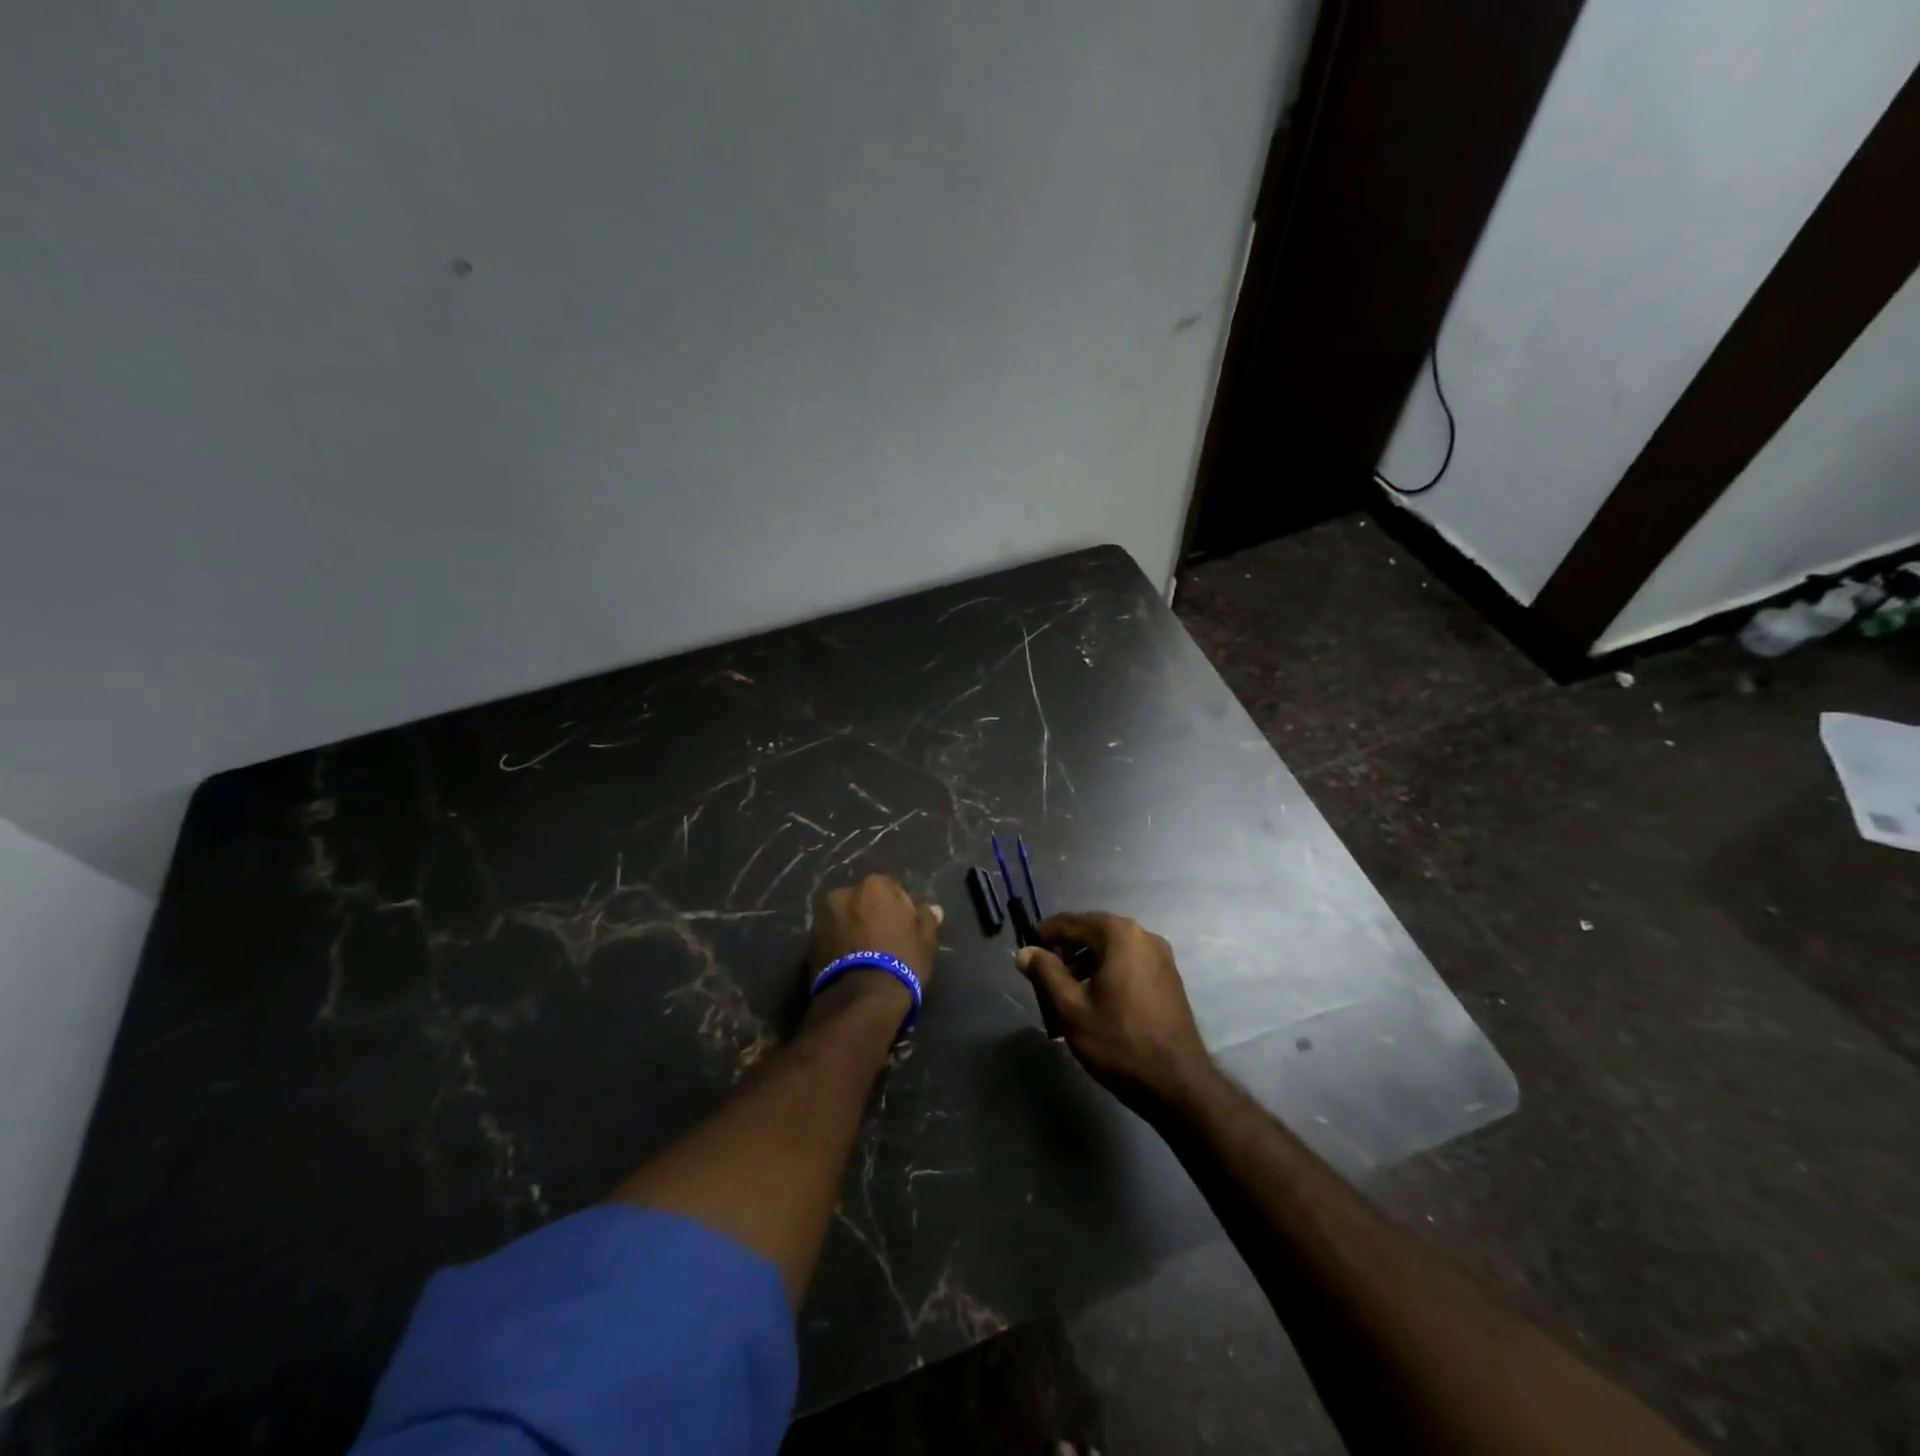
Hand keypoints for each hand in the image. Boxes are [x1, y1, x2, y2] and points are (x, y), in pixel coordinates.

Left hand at [808, 874, 942, 1018]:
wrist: (861, 1000)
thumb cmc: (900, 962)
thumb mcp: (925, 942)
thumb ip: (927, 920)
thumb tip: (933, 908)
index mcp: (873, 886)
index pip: (892, 890)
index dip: (902, 910)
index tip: (907, 930)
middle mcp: (843, 894)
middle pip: (864, 903)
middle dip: (873, 917)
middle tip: (886, 942)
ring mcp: (822, 918)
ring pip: (845, 920)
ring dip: (854, 930)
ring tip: (867, 956)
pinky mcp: (809, 944)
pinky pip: (831, 938)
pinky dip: (839, 946)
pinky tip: (852, 965)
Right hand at [1016, 911, 1211, 1108]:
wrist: (1178, 1084)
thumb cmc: (1120, 1043)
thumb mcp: (1072, 1009)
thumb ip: (1045, 973)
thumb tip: (1025, 951)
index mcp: (1119, 934)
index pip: (1070, 922)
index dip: (1044, 935)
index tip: (1026, 954)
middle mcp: (1143, 935)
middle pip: (1091, 933)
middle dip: (1065, 954)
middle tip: (1044, 981)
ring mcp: (1160, 955)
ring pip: (1110, 950)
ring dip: (1084, 965)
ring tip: (1066, 997)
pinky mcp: (1168, 976)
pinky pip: (1128, 963)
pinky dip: (1106, 973)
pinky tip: (1095, 1002)